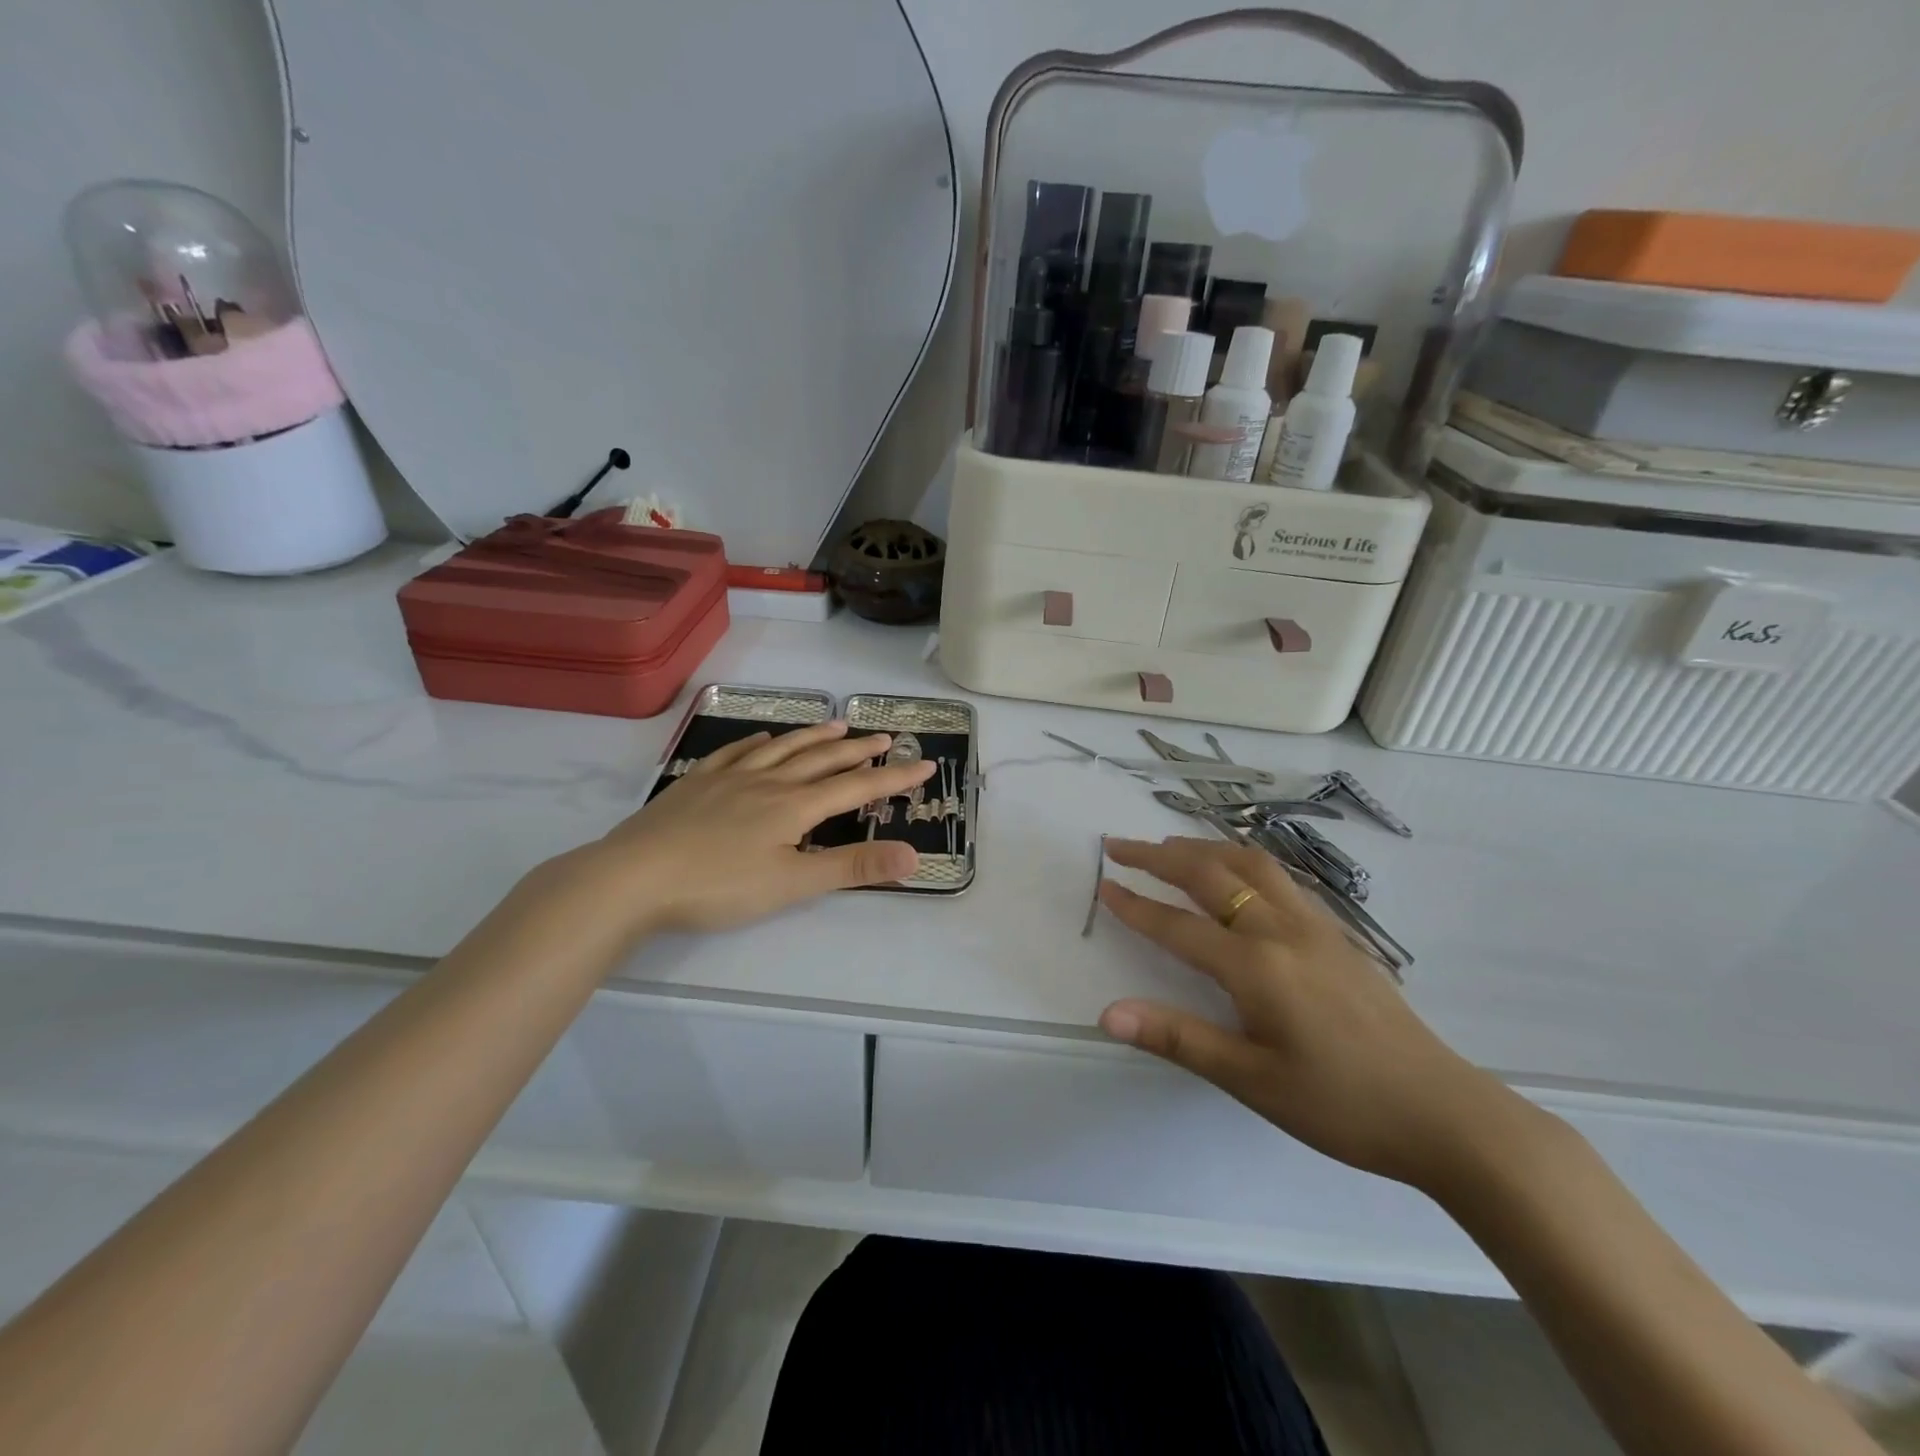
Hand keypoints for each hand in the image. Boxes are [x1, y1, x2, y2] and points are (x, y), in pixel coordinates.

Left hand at [576, 722, 936, 936]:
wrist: (632, 877)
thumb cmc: (717, 886)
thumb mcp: (792, 884)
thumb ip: (852, 868)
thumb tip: (912, 855)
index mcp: (794, 806)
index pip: (856, 787)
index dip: (893, 777)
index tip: (924, 763)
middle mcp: (767, 781)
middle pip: (821, 759)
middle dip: (857, 749)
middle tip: (884, 736)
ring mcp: (729, 778)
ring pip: (782, 749)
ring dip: (813, 736)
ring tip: (837, 724)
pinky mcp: (697, 783)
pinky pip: (736, 753)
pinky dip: (759, 743)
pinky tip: (765, 739)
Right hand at [1097, 837, 1539, 1192]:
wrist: (1444, 1113)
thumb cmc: (1340, 1104)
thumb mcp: (1251, 1080)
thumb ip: (1177, 1038)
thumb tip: (1107, 1013)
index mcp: (1256, 966)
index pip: (1178, 926)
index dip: (1136, 906)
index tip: (1103, 884)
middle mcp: (1282, 930)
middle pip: (1211, 875)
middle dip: (1159, 856)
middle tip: (1120, 846)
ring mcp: (1316, 926)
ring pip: (1251, 863)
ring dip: (1203, 848)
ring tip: (1170, 847)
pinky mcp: (1339, 934)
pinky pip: (1280, 877)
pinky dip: (1243, 859)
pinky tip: (1239, 873)